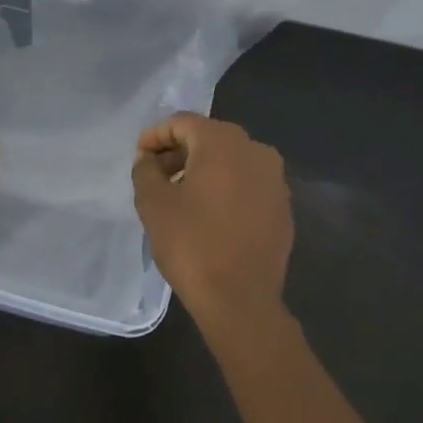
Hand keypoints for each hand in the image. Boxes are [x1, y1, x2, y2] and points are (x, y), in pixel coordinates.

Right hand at [132, 113, 292, 339]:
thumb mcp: (153, 203)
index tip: (139, 157)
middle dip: (179, 151)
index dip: (156, 136)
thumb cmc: (191, 244)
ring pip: (231, 161)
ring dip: (203, 170)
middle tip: (155, 175)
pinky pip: (248, 185)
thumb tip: (149, 160)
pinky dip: (225, 189)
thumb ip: (145, 170)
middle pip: (209, 138)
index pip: (182, 122)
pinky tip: (208, 215)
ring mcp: (276, 180)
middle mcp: (256, 151)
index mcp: (224, 142)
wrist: (240, 300)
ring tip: (179, 196)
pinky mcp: (283, 208)